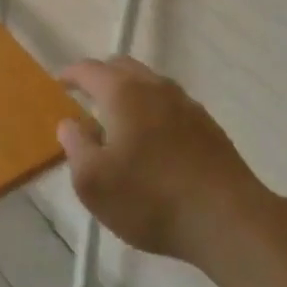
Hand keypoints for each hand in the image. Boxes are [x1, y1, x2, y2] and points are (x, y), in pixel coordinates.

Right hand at [58, 56, 262, 265]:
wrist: (228, 219)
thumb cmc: (150, 198)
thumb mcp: (93, 182)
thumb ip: (76, 146)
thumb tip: (71, 124)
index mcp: (123, 92)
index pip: (89, 69)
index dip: (70, 75)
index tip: (59, 85)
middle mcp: (155, 87)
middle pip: (122, 67)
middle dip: (101, 77)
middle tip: (87, 99)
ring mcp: (186, 104)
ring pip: (150, 84)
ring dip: (130, 94)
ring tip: (120, 122)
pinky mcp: (208, 126)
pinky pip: (171, 105)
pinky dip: (154, 112)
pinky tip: (155, 142)